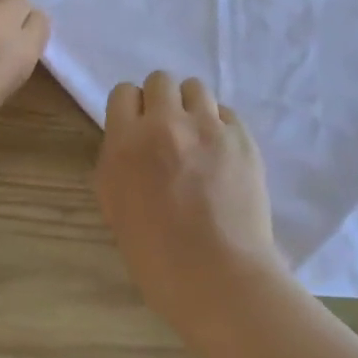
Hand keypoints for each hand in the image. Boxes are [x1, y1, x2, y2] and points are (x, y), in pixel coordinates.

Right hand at [95, 73, 282, 320]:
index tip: (138, 130)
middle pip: (160, 80)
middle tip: (168, 133)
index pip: (123, 93)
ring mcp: (207, 128)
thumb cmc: (155, 256)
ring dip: (192, 108)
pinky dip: (220, 126)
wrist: (217, 276)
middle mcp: (164, 125)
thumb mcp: (115, 207)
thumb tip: (131, 144)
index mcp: (124, 144)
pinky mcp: (242, 138)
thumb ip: (118, 163)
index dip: (131, 110)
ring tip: (197, 139)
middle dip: (161, 102)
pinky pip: (226, 113)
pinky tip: (221, 156)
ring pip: (196, 88)